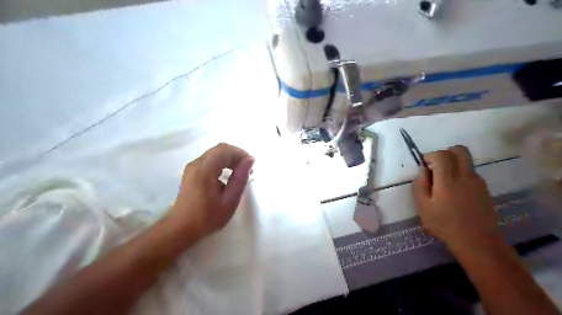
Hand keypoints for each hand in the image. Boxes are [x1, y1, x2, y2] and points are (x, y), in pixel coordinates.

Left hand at [167, 144, 253, 239]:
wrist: (181, 228)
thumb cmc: (207, 216)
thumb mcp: (229, 200)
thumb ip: (240, 178)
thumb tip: (250, 160)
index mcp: (205, 169)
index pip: (225, 150)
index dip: (241, 153)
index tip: (252, 165)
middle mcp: (197, 164)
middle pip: (220, 149)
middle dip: (236, 155)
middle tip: (248, 169)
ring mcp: (192, 167)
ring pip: (215, 153)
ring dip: (229, 159)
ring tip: (240, 172)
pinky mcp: (191, 172)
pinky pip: (209, 160)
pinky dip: (222, 163)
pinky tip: (228, 175)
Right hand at [412, 147, 500, 248]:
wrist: (477, 242)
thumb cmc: (444, 224)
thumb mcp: (423, 206)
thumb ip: (420, 184)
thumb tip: (423, 169)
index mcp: (448, 179)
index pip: (441, 154)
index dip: (430, 156)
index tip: (424, 167)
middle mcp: (465, 175)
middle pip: (459, 150)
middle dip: (445, 153)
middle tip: (435, 168)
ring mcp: (478, 182)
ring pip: (466, 161)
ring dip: (453, 164)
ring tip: (443, 184)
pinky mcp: (484, 189)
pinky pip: (470, 173)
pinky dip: (460, 174)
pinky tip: (454, 193)